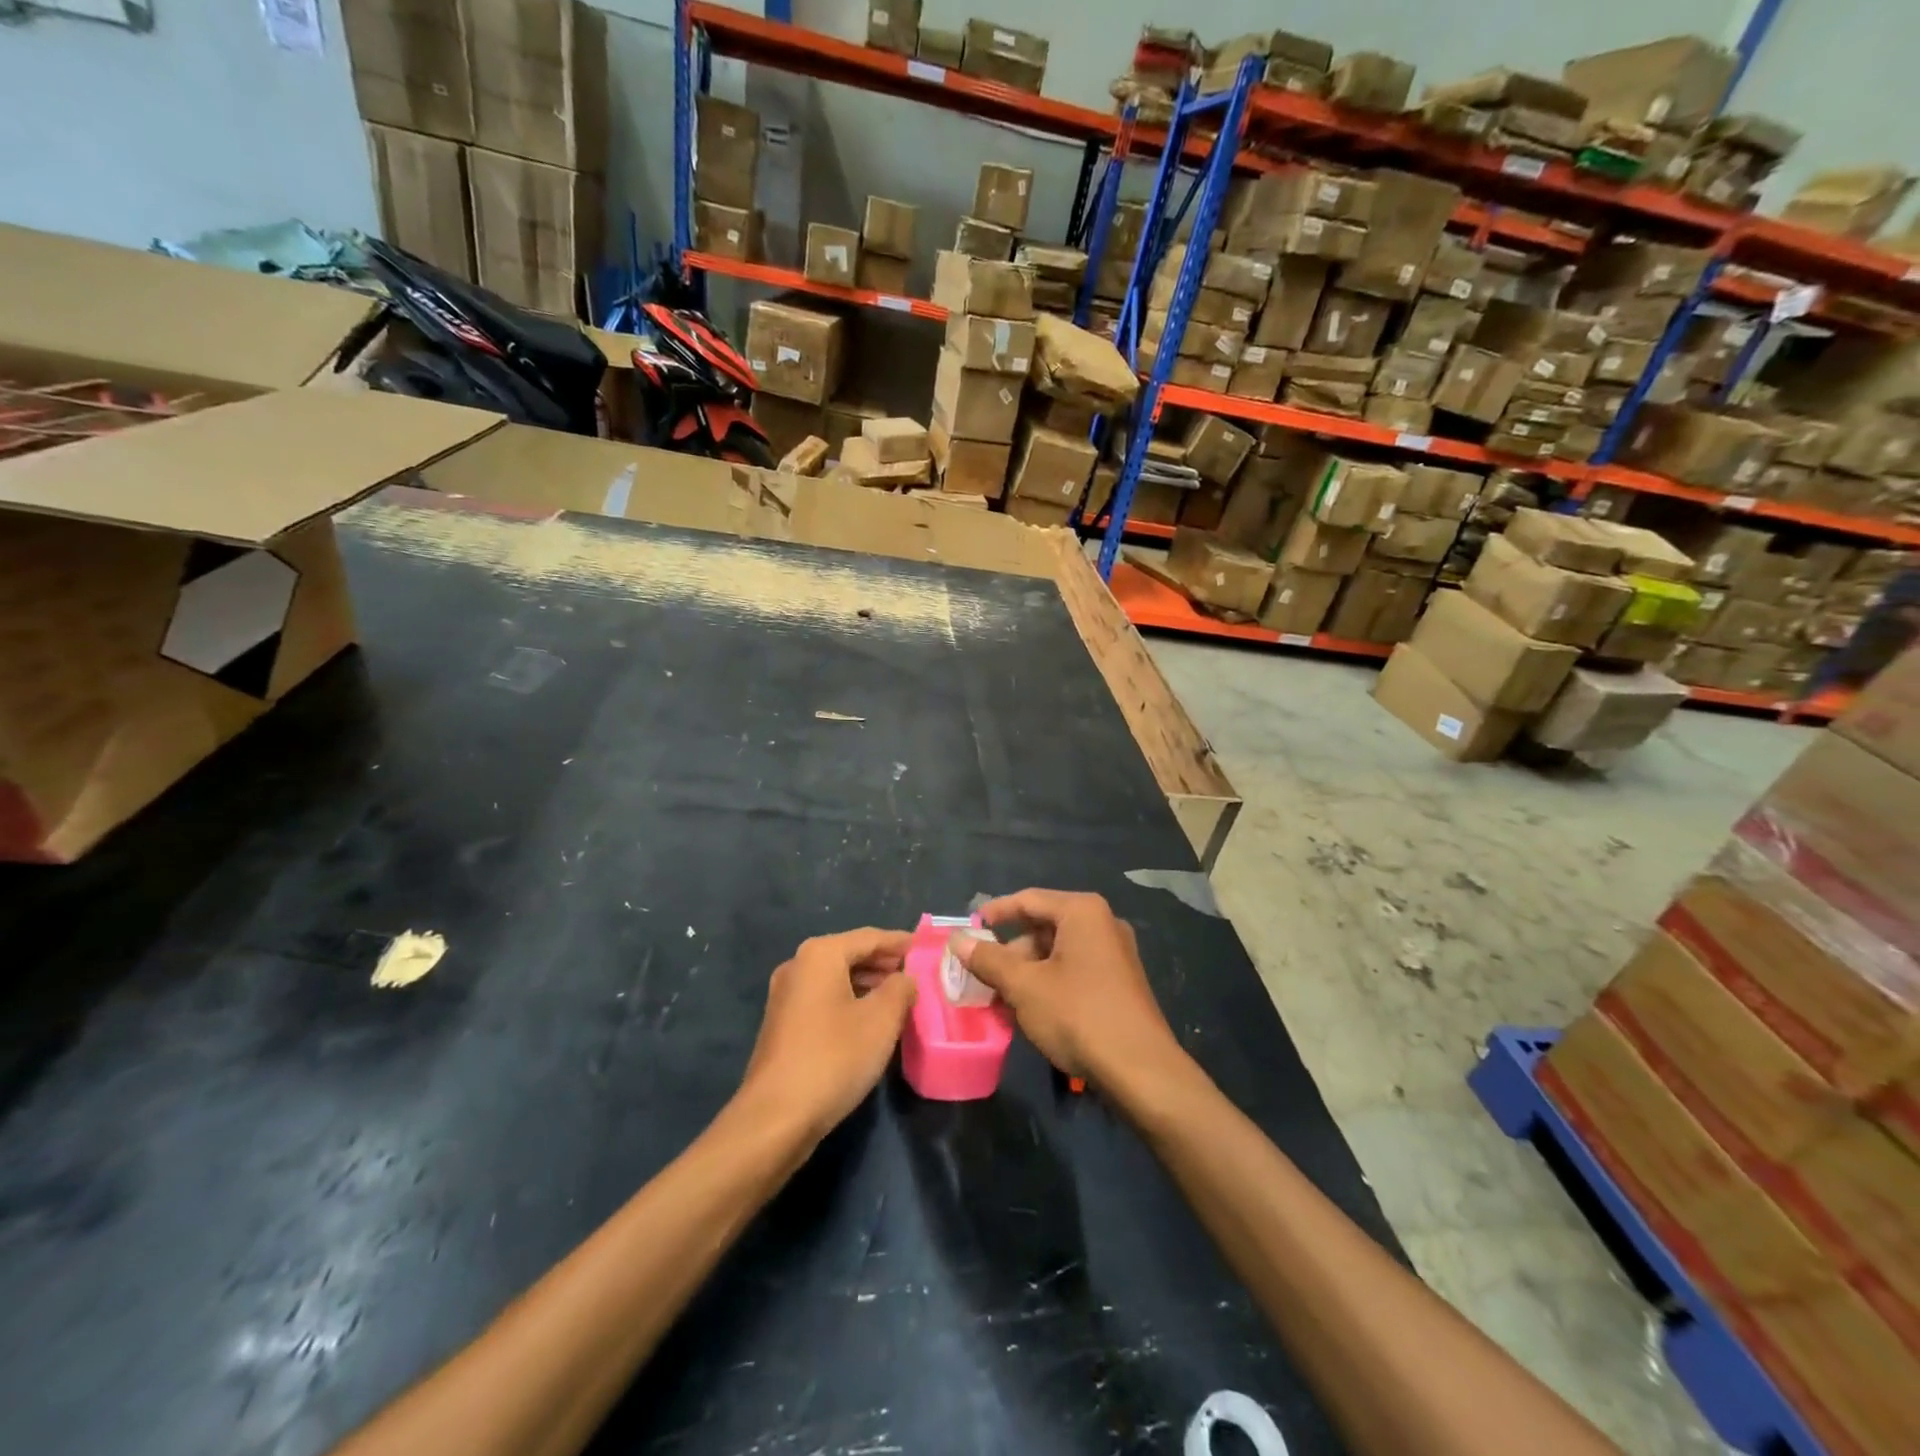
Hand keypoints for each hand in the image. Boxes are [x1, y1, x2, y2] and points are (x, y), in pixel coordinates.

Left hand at [738, 928, 916, 1141]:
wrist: (775, 1117)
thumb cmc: (834, 1057)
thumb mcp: (882, 1019)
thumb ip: (900, 988)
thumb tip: (905, 978)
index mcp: (820, 954)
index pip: (869, 937)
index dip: (900, 942)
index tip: (925, 947)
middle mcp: (798, 965)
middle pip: (850, 954)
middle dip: (884, 962)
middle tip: (916, 973)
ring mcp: (785, 996)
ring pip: (836, 978)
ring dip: (868, 983)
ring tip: (898, 997)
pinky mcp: (782, 1024)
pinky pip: (824, 999)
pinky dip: (849, 1000)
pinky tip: (869, 1021)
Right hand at [952, 889, 1183, 1084]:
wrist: (1140, 1070)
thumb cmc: (1078, 1014)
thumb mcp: (1024, 986)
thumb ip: (988, 959)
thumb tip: (957, 940)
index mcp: (1082, 912)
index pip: (1028, 900)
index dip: (994, 913)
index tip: (967, 930)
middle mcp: (1102, 923)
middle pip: (1043, 926)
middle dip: (1009, 951)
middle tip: (980, 974)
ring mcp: (1114, 954)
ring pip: (1057, 952)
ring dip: (1025, 972)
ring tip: (998, 999)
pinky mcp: (1119, 982)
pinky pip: (1073, 970)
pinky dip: (1047, 983)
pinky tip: (1027, 1011)